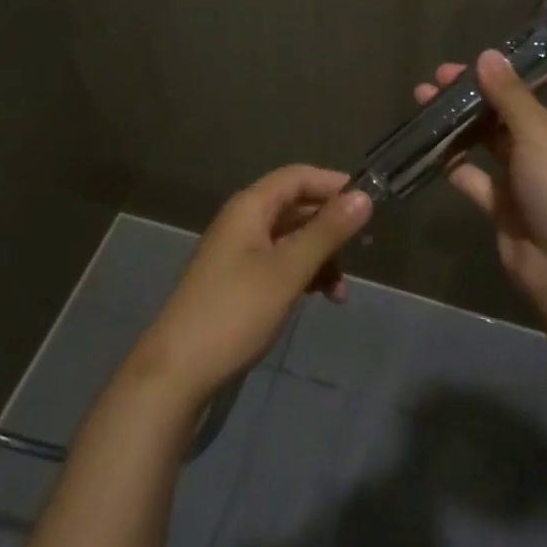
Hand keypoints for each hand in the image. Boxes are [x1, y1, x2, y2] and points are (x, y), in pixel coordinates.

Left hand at [130, 166, 371, 406]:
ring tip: (341, 291)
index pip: (298, 177)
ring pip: (291, 239)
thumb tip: (363, 197)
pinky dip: (303, 275)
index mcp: (250, 207)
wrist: (177, 370)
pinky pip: (280, 263)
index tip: (369, 204)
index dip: (333, 184)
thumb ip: (326, 232)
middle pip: (296, 207)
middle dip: (330, 227)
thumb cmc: (236, 311)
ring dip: (320, 257)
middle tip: (362, 250)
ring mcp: (239, 252)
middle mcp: (243, 221)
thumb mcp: (288, 270)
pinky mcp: (239, 281)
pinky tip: (321, 298)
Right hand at [415, 50, 546, 313]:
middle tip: (440, 76)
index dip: (538, 63)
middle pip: (516, 106)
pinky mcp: (507, 205)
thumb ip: (511, 94)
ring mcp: (530, 176)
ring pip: (491, 139)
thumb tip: (488, 54)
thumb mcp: (541, 133)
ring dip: (460, 121)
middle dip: (480, 89)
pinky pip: (476, 176)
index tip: (497, 51)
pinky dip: (454, 162)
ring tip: (423, 99)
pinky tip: (428, 145)